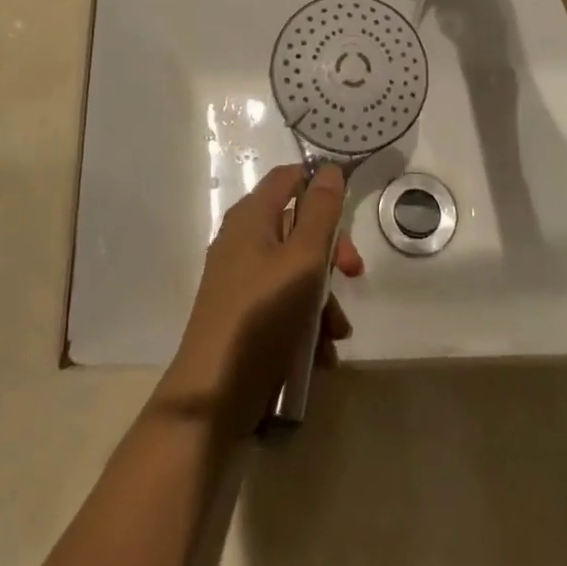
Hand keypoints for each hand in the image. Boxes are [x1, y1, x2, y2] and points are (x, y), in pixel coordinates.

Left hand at [157, 164, 363, 434]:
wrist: (213, 396)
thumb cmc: (262, 316)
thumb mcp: (302, 260)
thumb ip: (320, 213)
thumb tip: (329, 169)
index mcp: (251, 217)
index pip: (289, 177)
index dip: (320, 185)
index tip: (350, 209)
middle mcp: (244, 240)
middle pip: (299, 227)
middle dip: (330, 253)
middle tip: (352, 275)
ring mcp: (242, 279)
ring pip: (297, 271)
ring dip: (324, 299)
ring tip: (335, 334)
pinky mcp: (245, 314)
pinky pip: (285, 303)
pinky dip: (306, 322)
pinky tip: (320, 355)